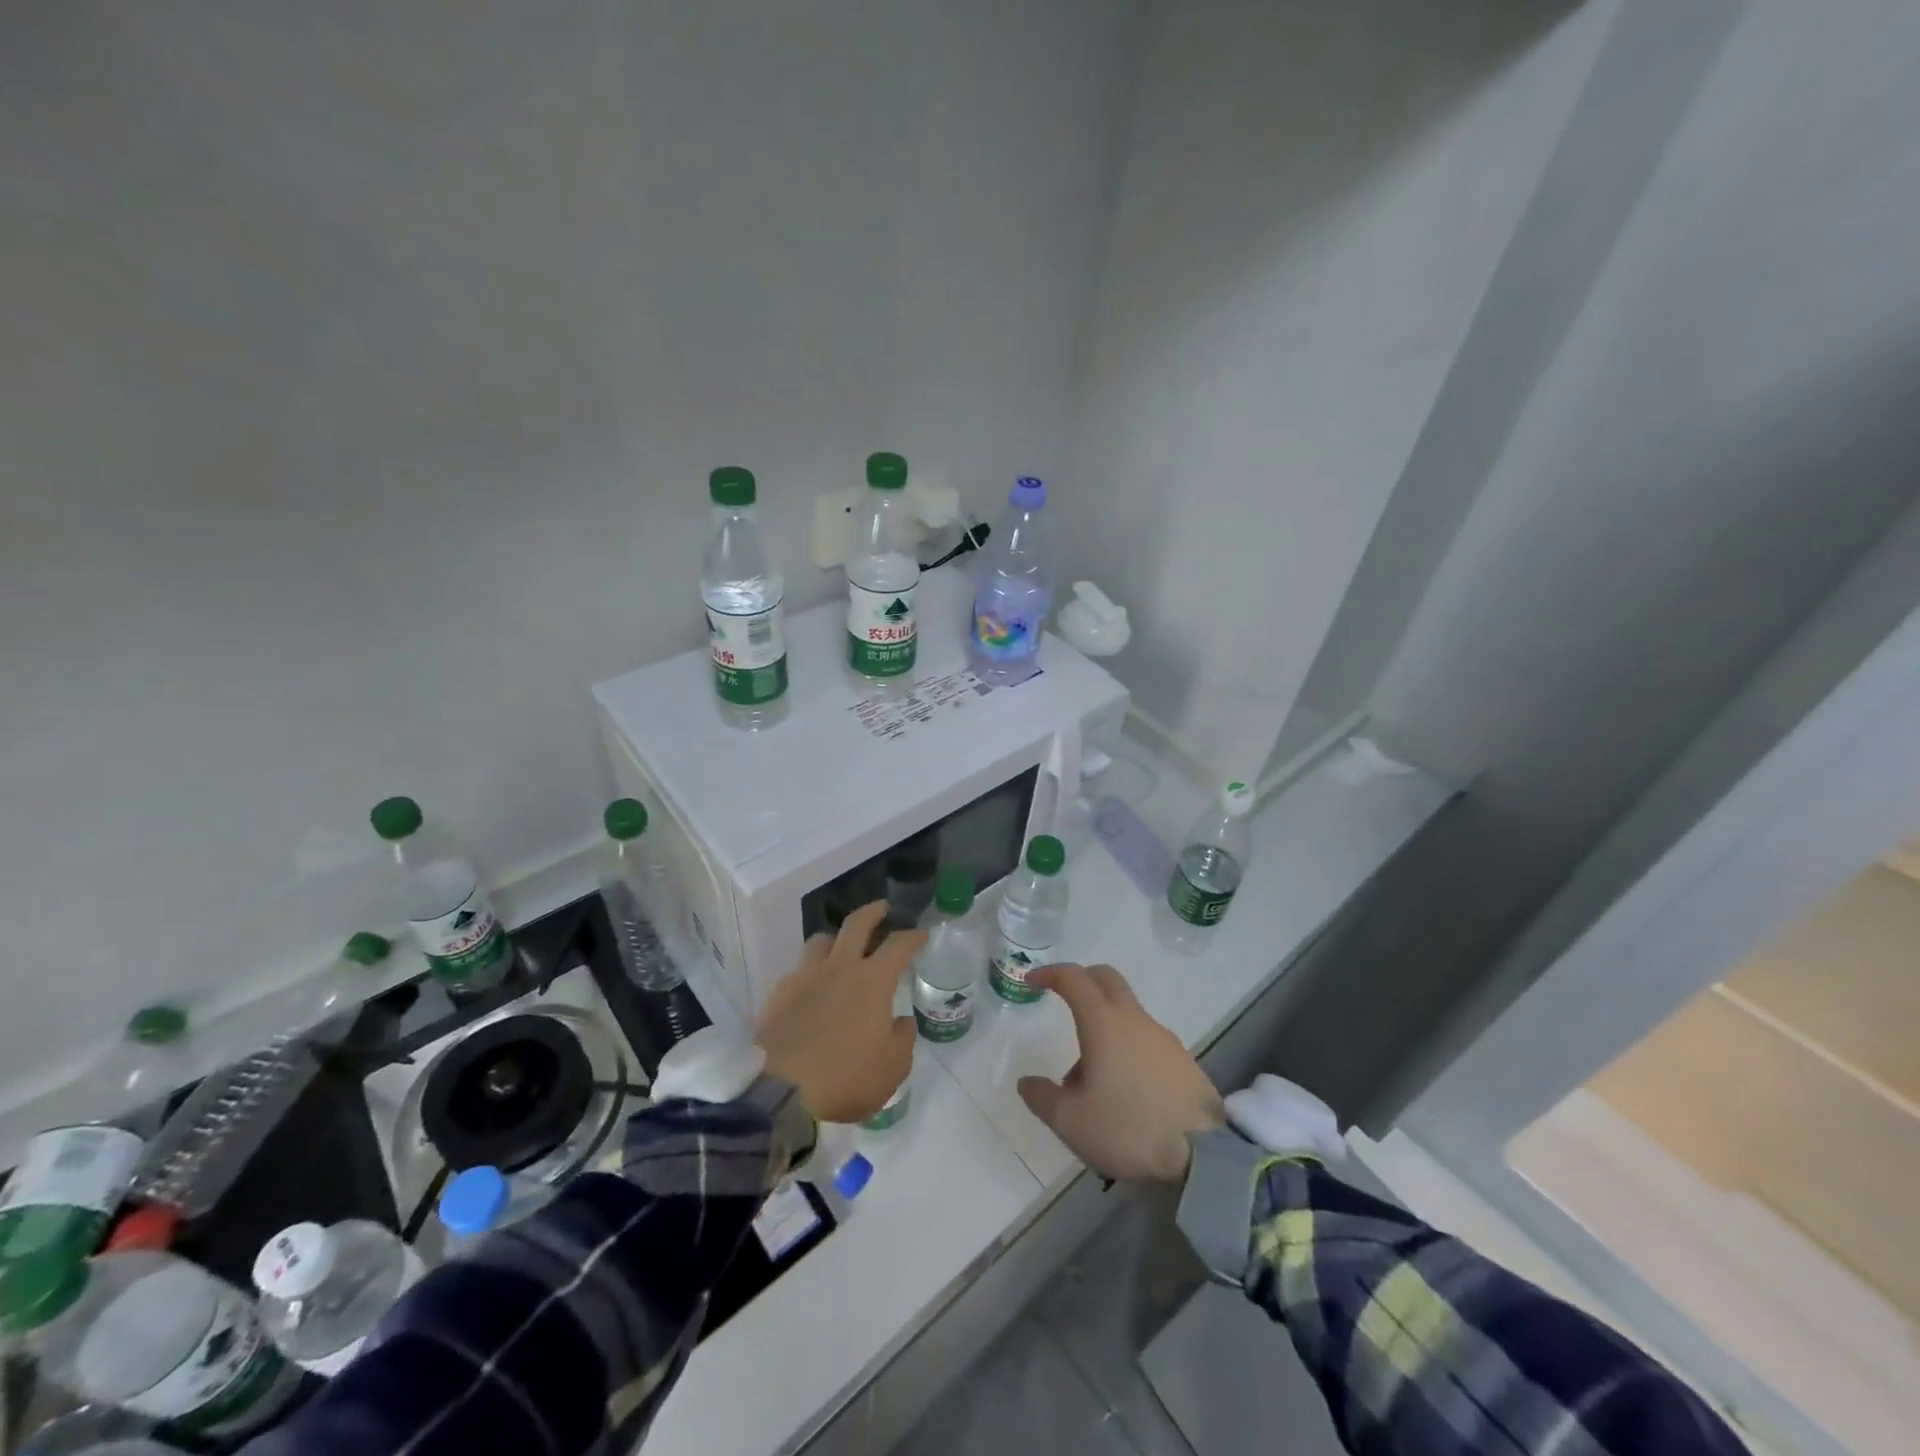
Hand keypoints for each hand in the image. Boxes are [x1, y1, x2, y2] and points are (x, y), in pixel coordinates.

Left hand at [755, 901, 922, 1123]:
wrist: (779, 1091)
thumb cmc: (846, 1077)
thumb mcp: (892, 1068)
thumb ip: (902, 1038)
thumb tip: (900, 1021)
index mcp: (873, 980)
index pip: (899, 945)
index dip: (913, 936)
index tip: (921, 933)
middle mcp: (839, 967)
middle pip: (856, 924)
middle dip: (873, 912)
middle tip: (882, 909)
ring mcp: (805, 977)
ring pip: (821, 941)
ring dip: (836, 939)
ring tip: (840, 948)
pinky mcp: (778, 993)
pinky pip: (798, 970)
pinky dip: (810, 972)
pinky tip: (811, 989)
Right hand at [1017, 964, 1225, 1183]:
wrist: (1204, 1158)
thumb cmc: (1128, 1129)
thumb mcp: (1071, 1121)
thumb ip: (1042, 1097)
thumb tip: (1027, 1082)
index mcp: (1104, 1023)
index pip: (1074, 979)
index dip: (1050, 974)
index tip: (1032, 982)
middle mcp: (1135, 1020)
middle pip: (1106, 980)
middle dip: (1082, 982)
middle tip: (1063, 1000)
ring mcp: (1164, 1038)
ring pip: (1126, 1014)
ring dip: (1103, 1027)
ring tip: (1090, 1081)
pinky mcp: (1183, 1061)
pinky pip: (1146, 1040)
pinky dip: (1127, 1049)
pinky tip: (1124, 1092)